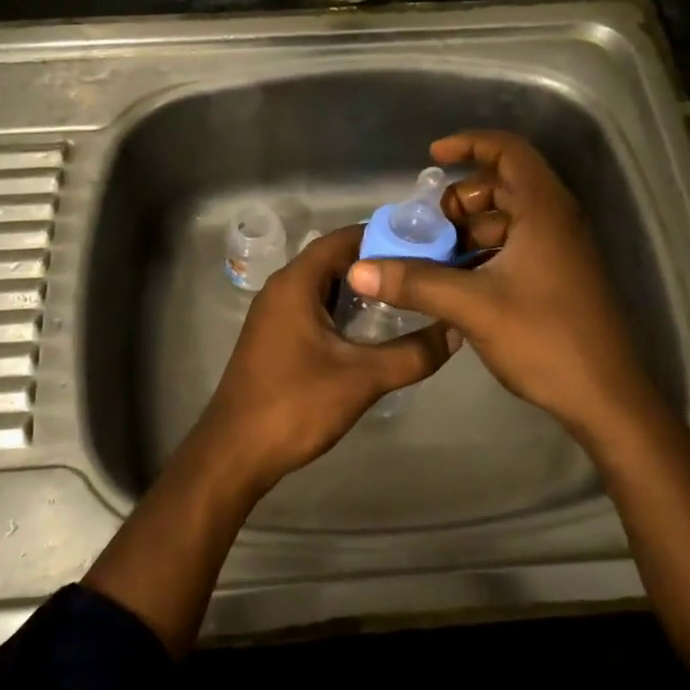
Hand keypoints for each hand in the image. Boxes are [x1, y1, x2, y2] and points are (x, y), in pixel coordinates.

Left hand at [194, 223, 457, 490]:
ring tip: (408, 299)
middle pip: (335, 259)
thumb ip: (412, 354)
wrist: (235, 452)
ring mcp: (275, 313)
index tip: (427, 247)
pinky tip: (373, 330)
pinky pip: (315, 307)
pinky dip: (344, 309)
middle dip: (379, 264)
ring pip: (325, 285)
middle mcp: (282, 288)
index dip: (386, 237)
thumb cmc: (295, 405)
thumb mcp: (361, 379)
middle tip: (424, 274)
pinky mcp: (276, 336)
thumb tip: (454, 331)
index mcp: (296, 283)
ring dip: (362, 289)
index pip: (345, 238)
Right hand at [345, 131, 659, 445]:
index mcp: (544, 210)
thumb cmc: (545, 339)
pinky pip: (515, 247)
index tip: (432, 158)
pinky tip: (455, 283)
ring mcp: (560, 250)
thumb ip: (415, 283)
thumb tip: (358, 268)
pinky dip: (483, 254)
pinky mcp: (558, 277)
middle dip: (459, 200)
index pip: (508, 151)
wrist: (607, 399)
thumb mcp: (473, 306)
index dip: (469, 143)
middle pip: (503, 185)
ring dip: (467, 232)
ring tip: (431, 259)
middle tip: (425, 226)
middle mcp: (556, 220)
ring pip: (506, 221)